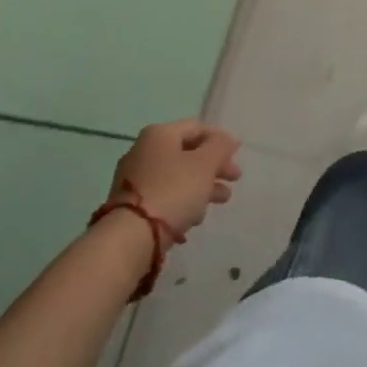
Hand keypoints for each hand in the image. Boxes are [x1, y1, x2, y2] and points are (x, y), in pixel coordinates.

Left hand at [109, 121, 242, 234]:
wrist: (129, 238)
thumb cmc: (173, 191)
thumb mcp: (205, 165)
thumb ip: (220, 147)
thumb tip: (227, 140)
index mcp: (159, 134)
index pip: (197, 128)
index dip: (220, 140)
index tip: (236, 158)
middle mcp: (143, 150)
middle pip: (187, 153)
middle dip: (213, 167)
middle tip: (233, 181)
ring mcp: (134, 178)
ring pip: (177, 176)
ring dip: (202, 186)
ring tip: (220, 201)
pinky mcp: (130, 205)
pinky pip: (164, 196)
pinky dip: (182, 201)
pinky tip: (194, 217)